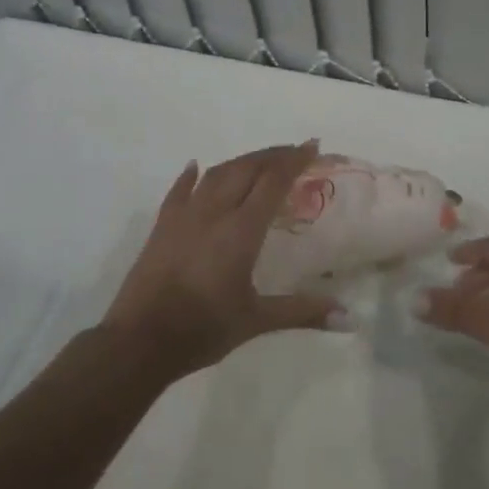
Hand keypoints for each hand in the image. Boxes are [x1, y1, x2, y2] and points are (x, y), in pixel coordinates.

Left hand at [102, 141, 337, 378]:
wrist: (139, 341)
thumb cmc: (203, 329)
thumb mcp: (256, 321)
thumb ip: (302, 312)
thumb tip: (349, 319)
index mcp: (241, 230)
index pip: (273, 181)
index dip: (294, 160)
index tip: (312, 146)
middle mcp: (214, 212)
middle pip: (247, 169)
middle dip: (273, 155)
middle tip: (294, 151)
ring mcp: (184, 216)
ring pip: (216, 174)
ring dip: (241, 162)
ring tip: (259, 160)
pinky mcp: (162, 227)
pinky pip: (179, 191)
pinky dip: (192, 176)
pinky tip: (196, 167)